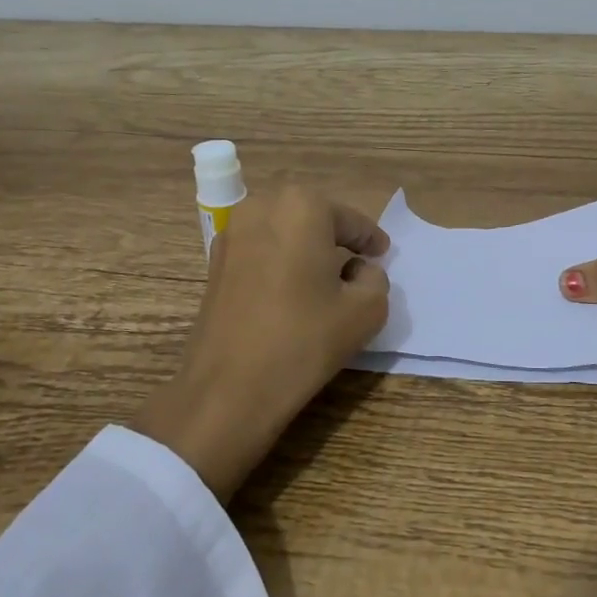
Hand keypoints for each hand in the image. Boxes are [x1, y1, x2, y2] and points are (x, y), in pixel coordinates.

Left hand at [132, 186, 389, 501]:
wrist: (229, 388)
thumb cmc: (304, 340)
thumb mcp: (366, 310)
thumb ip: (375, 278)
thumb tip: (358, 271)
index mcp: (302, 207)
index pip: (350, 220)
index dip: (371, 240)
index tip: (382, 254)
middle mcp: (262, 207)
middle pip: (314, 219)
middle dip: (336, 239)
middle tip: (357, 266)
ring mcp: (231, 233)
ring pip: (284, 233)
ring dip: (306, 250)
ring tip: (325, 281)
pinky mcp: (214, 263)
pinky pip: (260, 251)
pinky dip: (280, 263)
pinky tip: (291, 294)